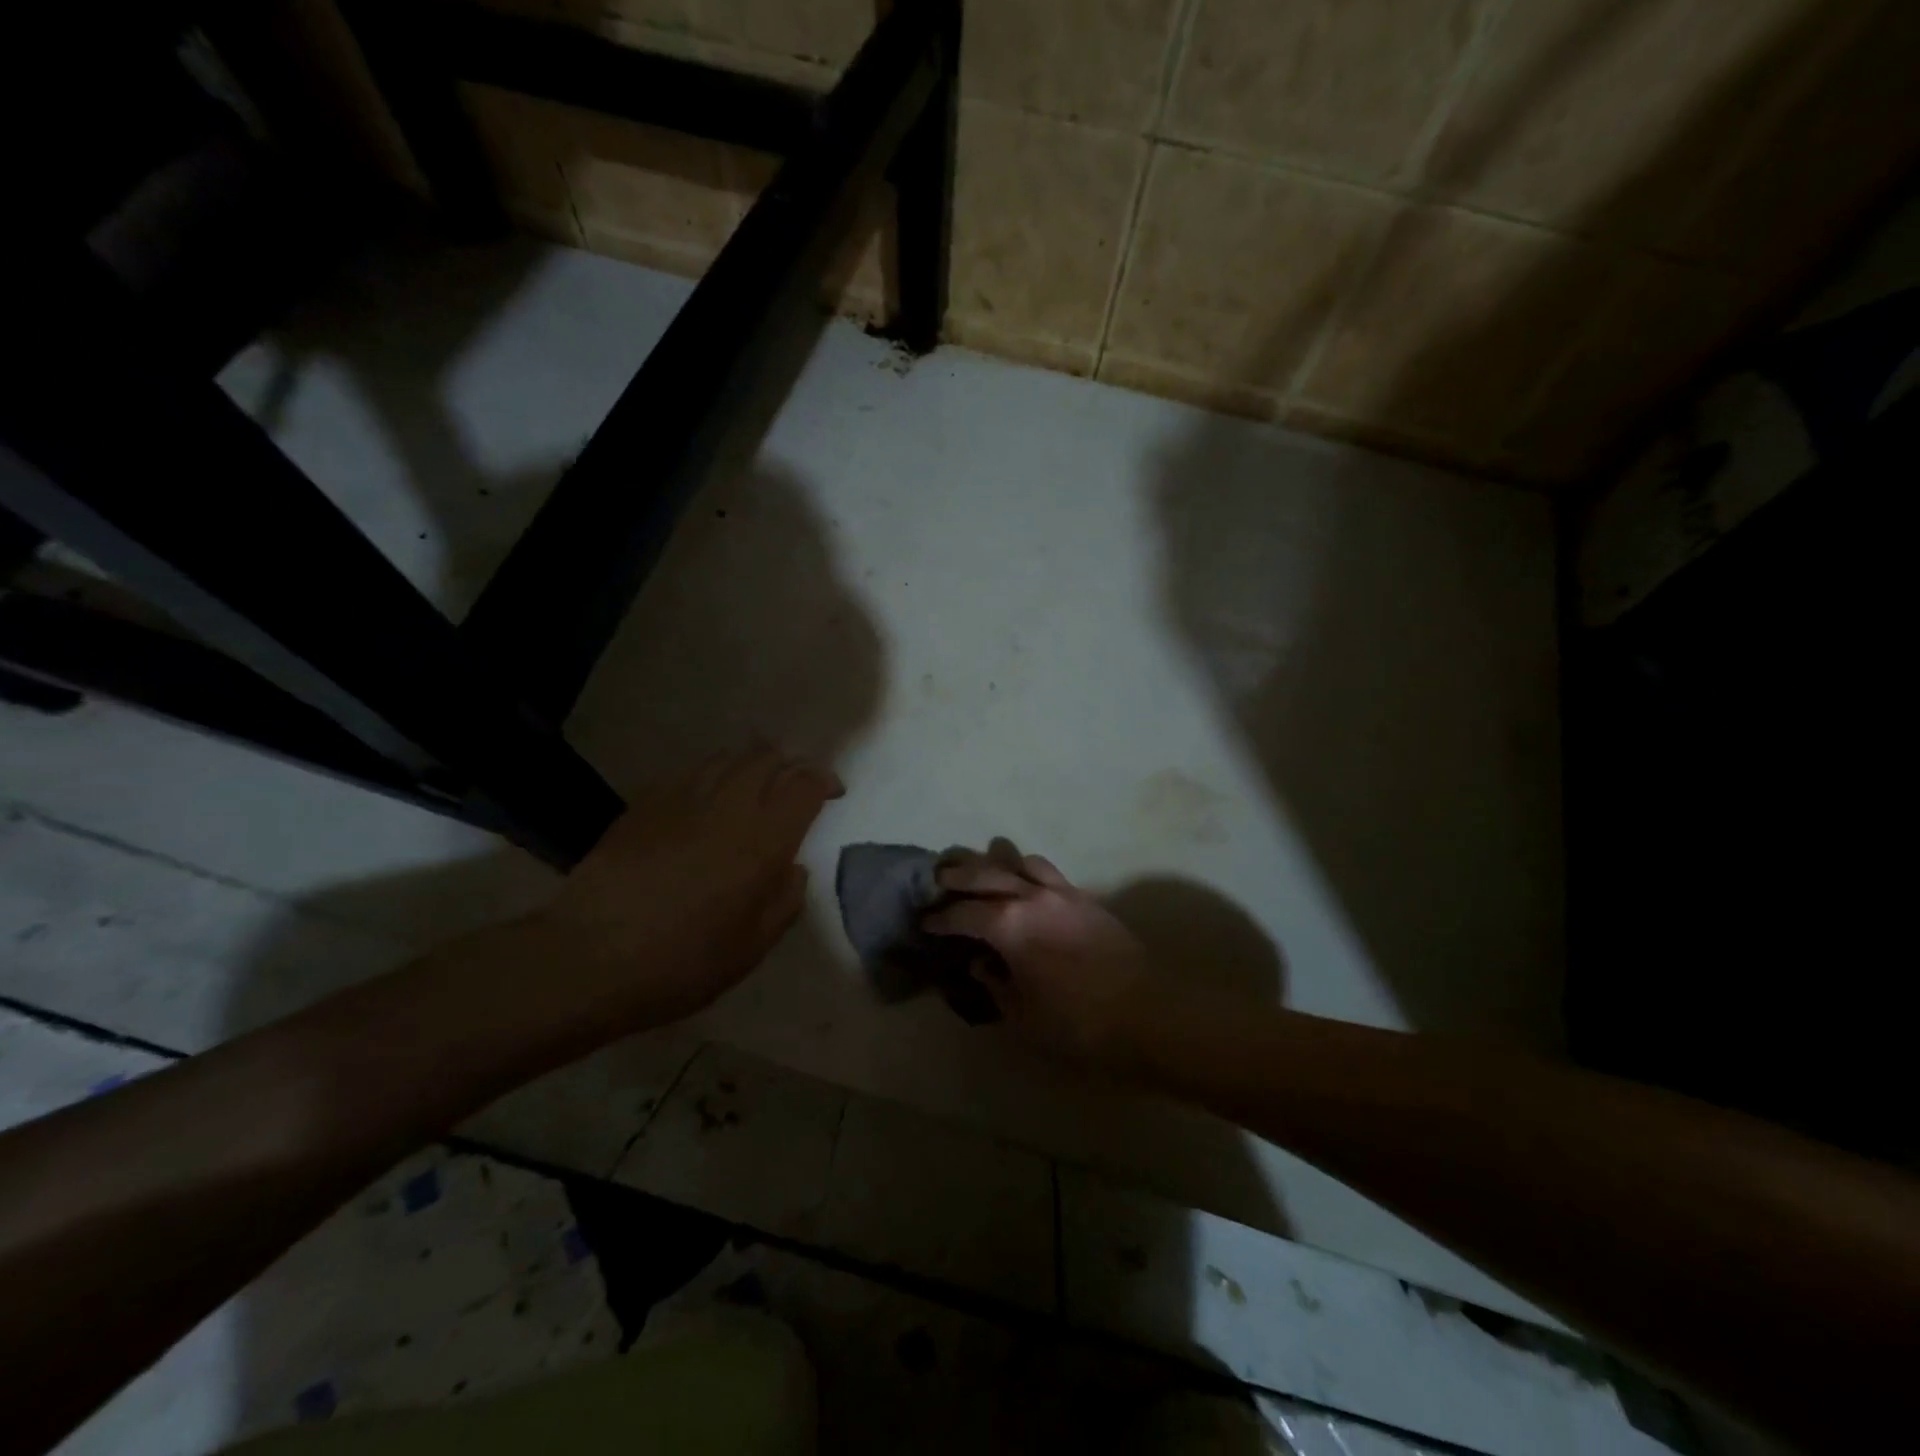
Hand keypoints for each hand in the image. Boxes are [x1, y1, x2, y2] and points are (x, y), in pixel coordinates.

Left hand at [521, 744, 842, 1032]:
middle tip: (793, 786)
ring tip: (753, 787)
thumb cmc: (682, 963)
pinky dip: (710, 774)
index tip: (831, 793)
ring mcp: (682, 799)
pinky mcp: (645, 804)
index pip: (804, 786)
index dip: (824, 781)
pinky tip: (705, 798)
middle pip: (767, 757)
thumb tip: (792, 870)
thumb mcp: (752, 948)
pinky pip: (689, 771)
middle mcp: (728, 807)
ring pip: (727, 757)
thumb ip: (785, 902)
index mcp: (763, 842)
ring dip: (750, 764)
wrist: (589, 958)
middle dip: (789, 764)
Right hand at [923, 851, 1155, 1070]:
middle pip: (984, 873)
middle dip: (957, 875)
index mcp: (1008, 925)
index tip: (925, 922)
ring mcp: (1061, 892)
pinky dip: (1027, 870)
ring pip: (1019, 861)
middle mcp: (1031, 897)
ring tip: (983, 873)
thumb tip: (980, 966)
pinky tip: (1024, 885)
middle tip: (939, 880)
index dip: (939, 919)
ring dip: (995, 863)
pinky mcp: (1085, 898)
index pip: (962, 914)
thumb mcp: (1023, 1016)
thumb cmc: (1078, 1024)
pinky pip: (1047, 871)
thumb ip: (995, 986)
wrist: (1149, 1013)